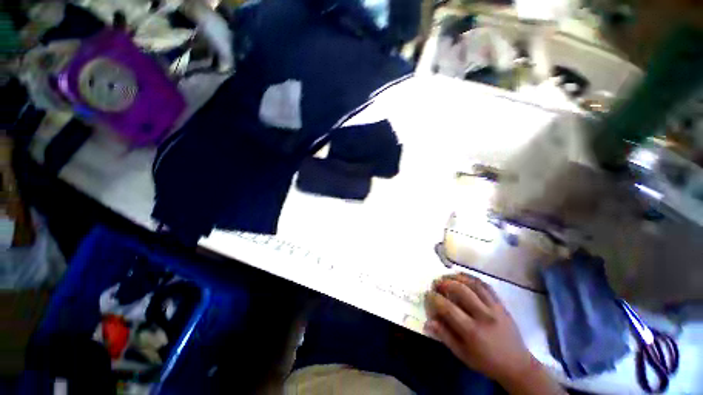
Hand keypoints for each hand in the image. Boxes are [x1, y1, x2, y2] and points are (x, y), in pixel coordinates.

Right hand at [424, 273, 563, 393]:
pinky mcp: (501, 304)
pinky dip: (471, 278)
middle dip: (444, 283)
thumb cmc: (486, 362)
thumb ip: (444, 336)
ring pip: (473, 284)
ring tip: (446, 276)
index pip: (448, 308)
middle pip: (460, 290)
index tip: (427, 294)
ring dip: (456, 277)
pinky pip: (485, 285)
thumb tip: (428, 322)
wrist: (518, 365)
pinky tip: (463, 277)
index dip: (434, 298)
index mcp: (472, 331)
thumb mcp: (462, 354)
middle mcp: (484, 316)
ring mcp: (494, 308)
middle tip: (435, 283)